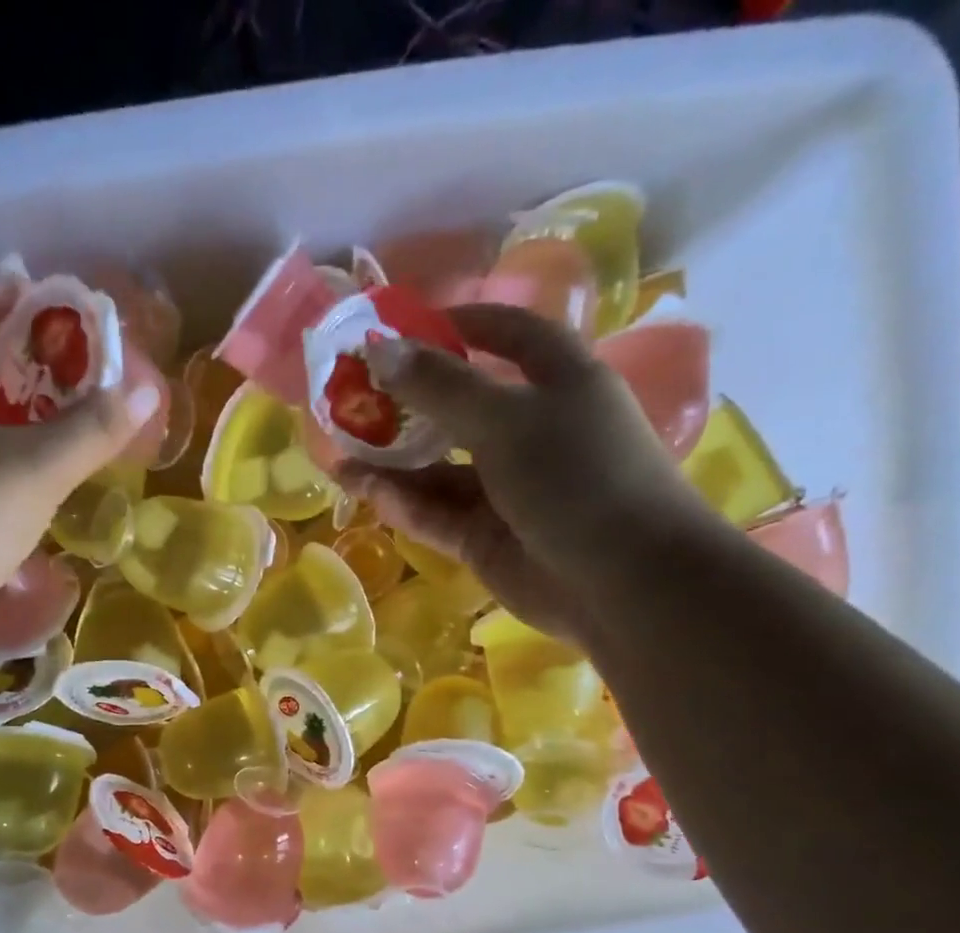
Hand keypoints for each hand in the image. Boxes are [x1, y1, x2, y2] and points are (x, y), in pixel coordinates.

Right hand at [338, 304, 717, 643]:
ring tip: (337, 457)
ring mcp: (505, 489)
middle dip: (405, 404)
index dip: (457, 325)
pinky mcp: (485, 537)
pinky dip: (403, 503)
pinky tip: (363, 491)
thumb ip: (440, 387)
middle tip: (348, 400)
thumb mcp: (507, 419)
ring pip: (438, 468)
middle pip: (458, 406)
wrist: (621, 581)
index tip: (402, 327)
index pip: (506, 335)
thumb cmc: (578, 476)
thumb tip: (378, 348)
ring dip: (391, 463)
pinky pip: (436, 512)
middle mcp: (530, 430)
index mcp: (556, 381)